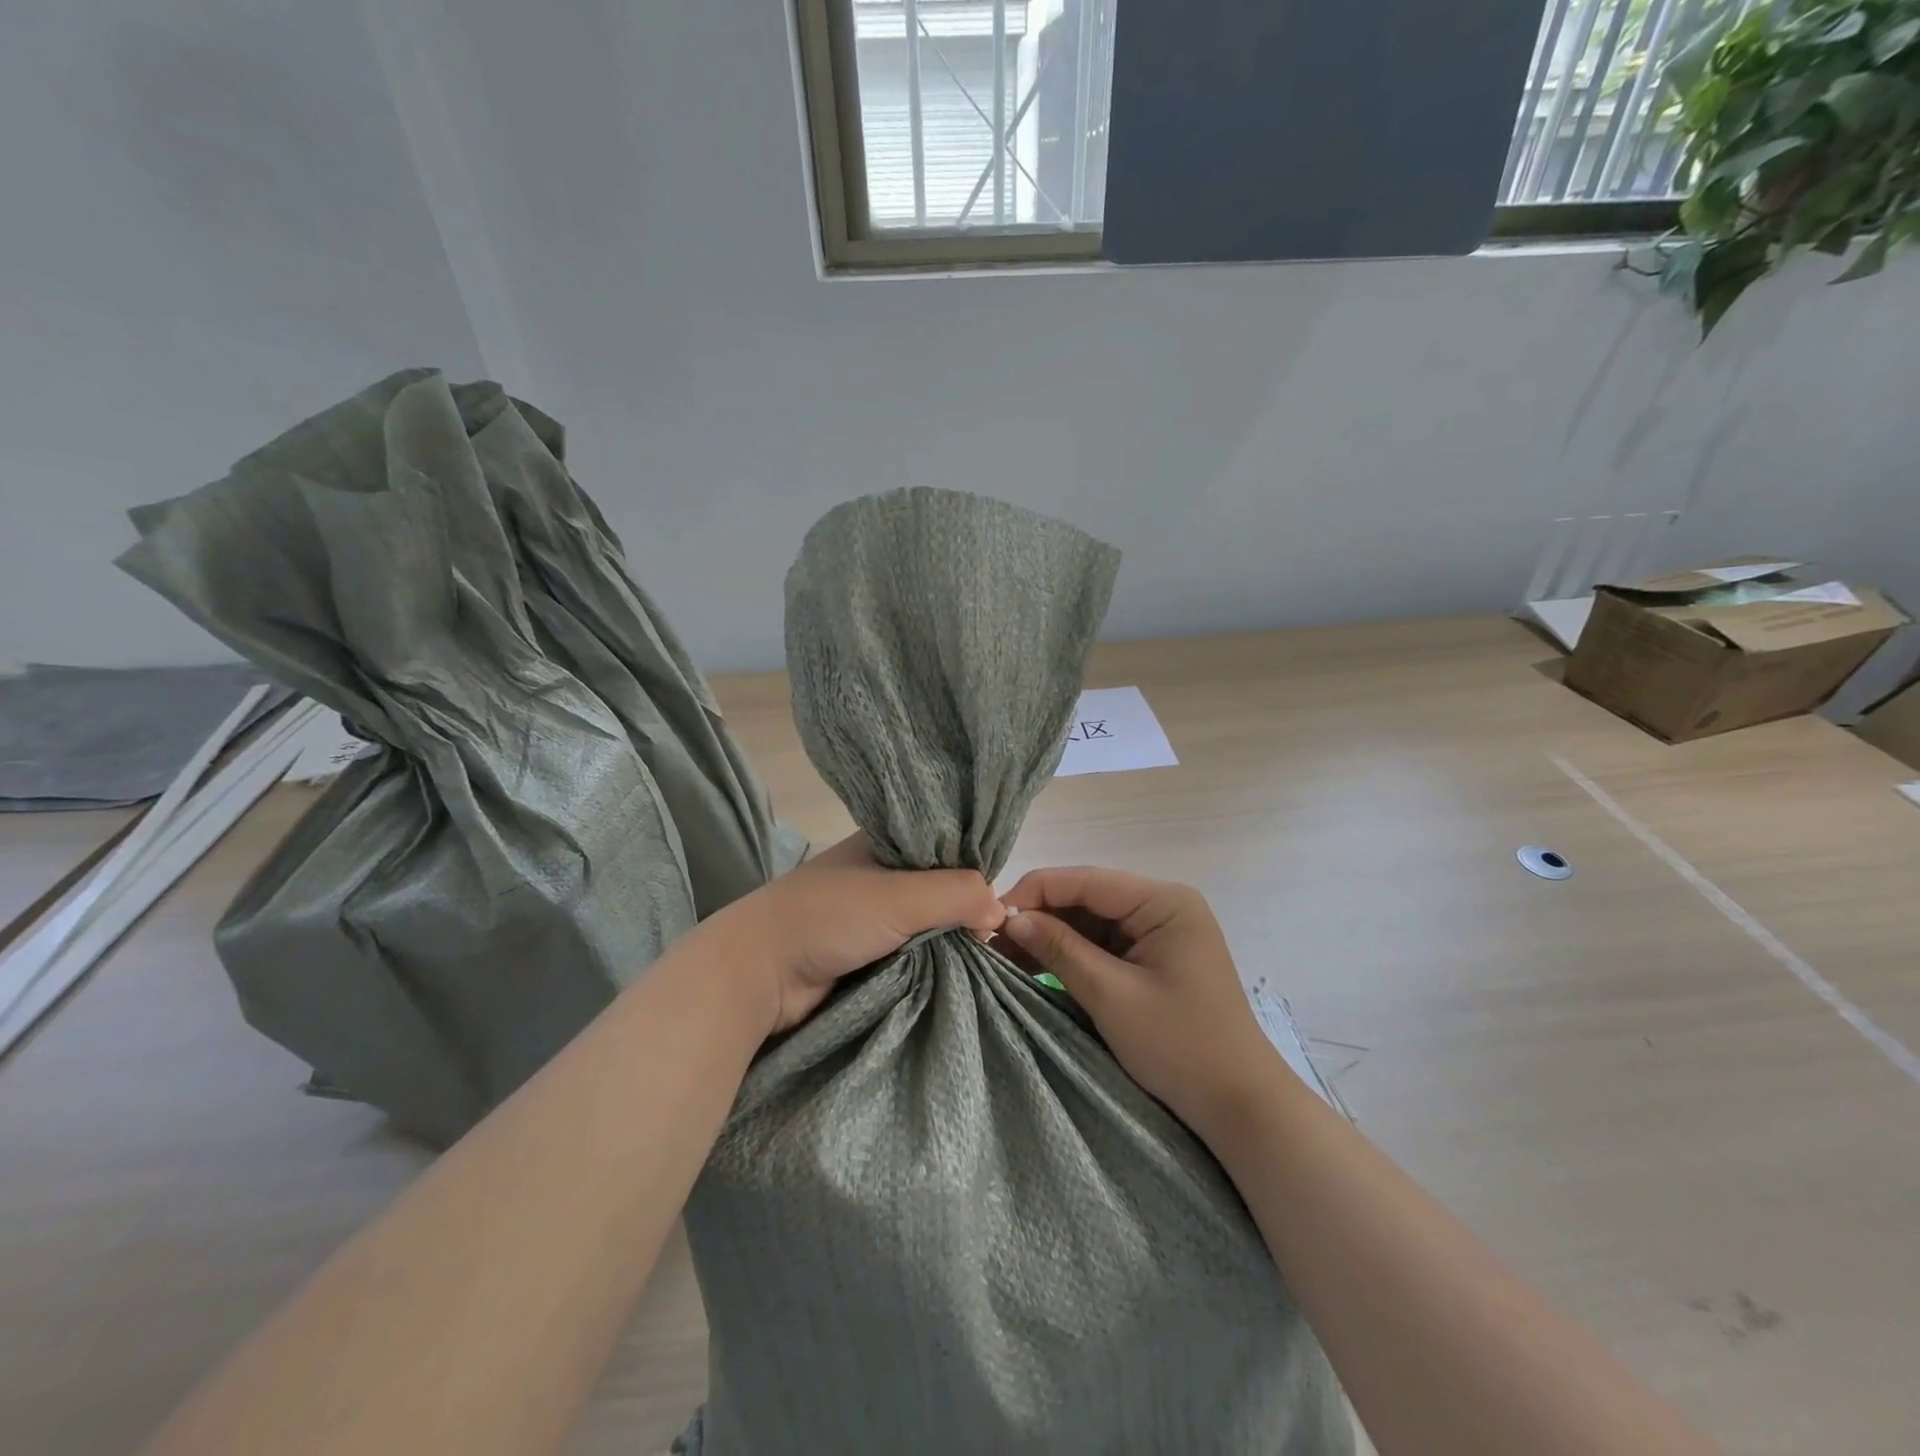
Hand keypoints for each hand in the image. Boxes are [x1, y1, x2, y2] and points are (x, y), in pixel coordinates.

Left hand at [723, 832, 1006, 1036]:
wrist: (760, 973)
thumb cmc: (829, 917)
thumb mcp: (900, 896)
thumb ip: (955, 894)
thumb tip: (1000, 910)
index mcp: (884, 842)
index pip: (945, 845)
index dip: (974, 867)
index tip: (1002, 897)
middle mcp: (880, 873)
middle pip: (938, 886)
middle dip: (965, 909)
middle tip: (996, 936)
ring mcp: (870, 915)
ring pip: (926, 923)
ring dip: (949, 940)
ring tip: (986, 956)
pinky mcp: (864, 952)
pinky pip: (911, 952)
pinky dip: (931, 961)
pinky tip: (958, 970)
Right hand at [999, 866, 1280, 1138]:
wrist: (1240, 1107)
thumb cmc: (1180, 1046)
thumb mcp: (1112, 996)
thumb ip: (1060, 950)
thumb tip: (1011, 918)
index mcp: (1163, 901)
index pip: (1086, 880)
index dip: (1034, 893)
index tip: (990, 918)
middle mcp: (1162, 906)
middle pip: (1087, 898)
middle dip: (1040, 918)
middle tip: (992, 944)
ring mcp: (1159, 933)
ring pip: (1091, 922)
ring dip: (1051, 938)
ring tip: (1005, 958)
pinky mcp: (1153, 959)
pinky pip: (1103, 946)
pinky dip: (1071, 957)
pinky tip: (1037, 968)